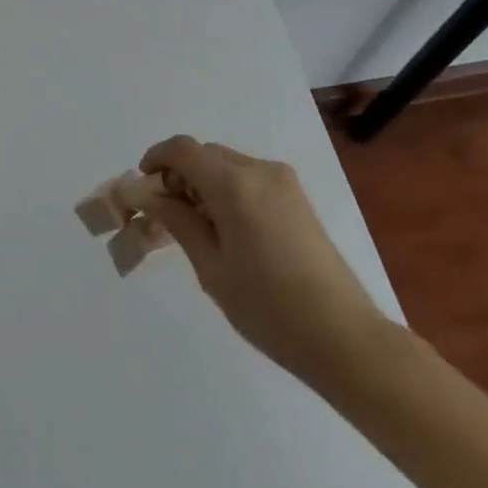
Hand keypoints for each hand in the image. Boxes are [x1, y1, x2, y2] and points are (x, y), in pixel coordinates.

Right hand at [141, 136, 397, 391]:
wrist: (345, 338)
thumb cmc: (270, 309)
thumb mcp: (212, 269)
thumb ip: (178, 222)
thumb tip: (149, 195)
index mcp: (233, 185)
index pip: (182, 150)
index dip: (156, 159)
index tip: (143, 188)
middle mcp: (258, 170)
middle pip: (204, 154)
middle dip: (179, 174)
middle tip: (165, 214)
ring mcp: (282, 180)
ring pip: (226, 163)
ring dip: (203, 181)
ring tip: (196, 226)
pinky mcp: (296, 196)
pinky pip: (249, 177)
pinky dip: (227, 189)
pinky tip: (227, 229)